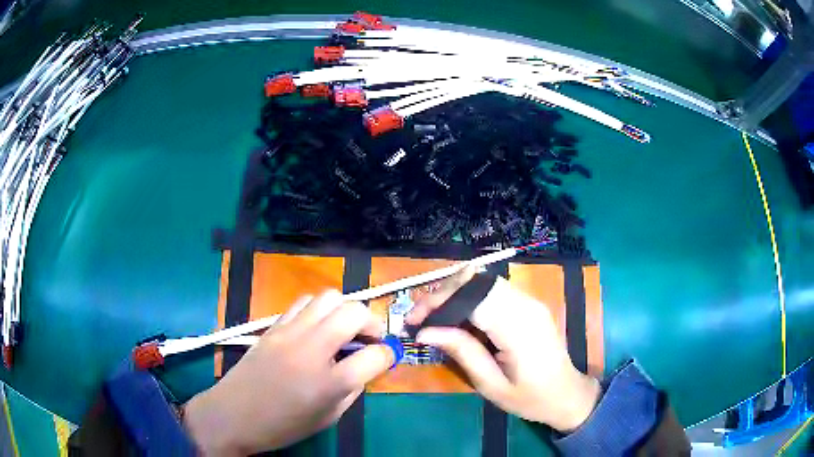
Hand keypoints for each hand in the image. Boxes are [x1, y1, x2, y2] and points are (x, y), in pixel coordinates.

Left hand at [183, 291, 392, 455]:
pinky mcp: (273, 326)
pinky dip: (319, 309)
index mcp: (330, 382)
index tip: (386, 358)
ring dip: (345, 310)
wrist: (233, 415)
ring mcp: (289, 332)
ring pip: (328, 297)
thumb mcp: (328, 417)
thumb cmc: (283, 425)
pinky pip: (303, 303)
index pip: (375, 355)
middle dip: (371, 322)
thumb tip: (365, 365)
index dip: (388, 355)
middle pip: (354, 312)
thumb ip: (352, 388)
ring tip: (343, 329)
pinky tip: (317, 327)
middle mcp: (311, 349)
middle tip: (369, 339)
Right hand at [406, 268, 600, 431]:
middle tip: (419, 319)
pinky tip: (457, 320)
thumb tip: (425, 332)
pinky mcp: (528, 304)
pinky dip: (469, 299)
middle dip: (442, 294)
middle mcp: (525, 304)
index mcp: (518, 326)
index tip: (413, 321)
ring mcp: (529, 301)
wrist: (567, 394)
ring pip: (483, 281)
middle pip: (476, 280)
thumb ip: (461, 352)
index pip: (472, 295)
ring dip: (453, 295)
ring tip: (433, 319)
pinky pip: (493, 291)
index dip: (438, 301)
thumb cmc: (530, 398)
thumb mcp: (491, 385)